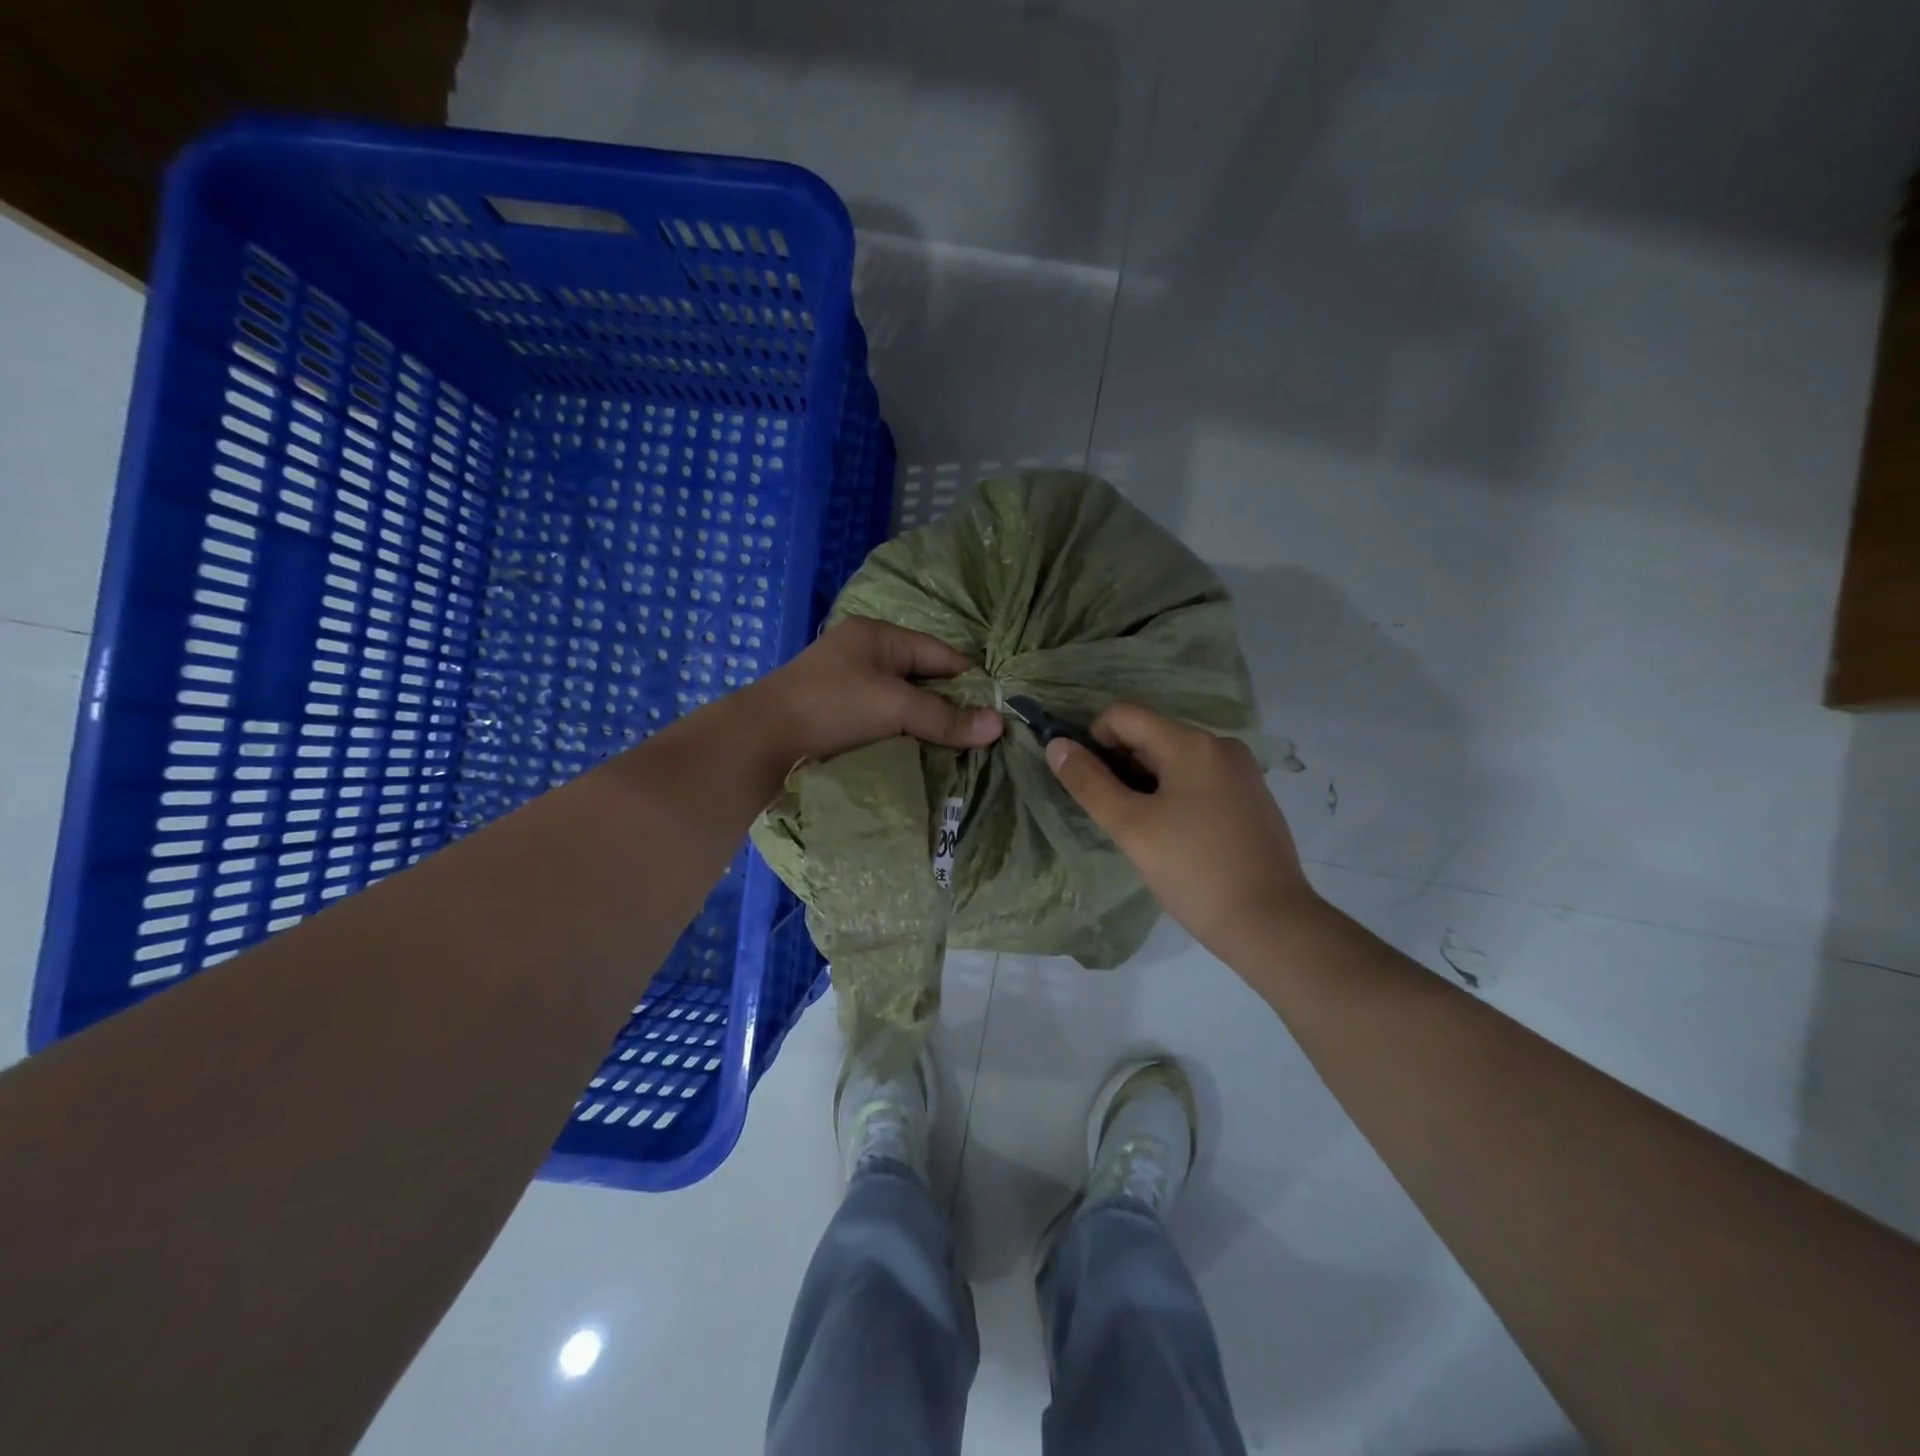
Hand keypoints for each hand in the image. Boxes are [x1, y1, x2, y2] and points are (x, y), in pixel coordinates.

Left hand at [750, 617, 1003, 762]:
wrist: (758, 742)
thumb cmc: (831, 708)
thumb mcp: (894, 707)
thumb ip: (945, 717)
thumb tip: (999, 725)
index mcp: (878, 636)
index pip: (940, 654)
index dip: (970, 680)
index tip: (998, 711)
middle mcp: (863, 653)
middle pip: (922, 678)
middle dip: (949, 706)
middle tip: (981, 736)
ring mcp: (846, 684)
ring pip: (902, 703)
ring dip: (925, 725)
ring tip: (957, 750)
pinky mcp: (835, 714)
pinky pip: (883, 721)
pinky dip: (902, 735)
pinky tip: (919, 754)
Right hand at [1046, 703, 1317, 954]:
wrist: (1271, 924)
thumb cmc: (1194, 871)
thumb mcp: (1131, 827)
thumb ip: (1089, 782)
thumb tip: (1057, 745)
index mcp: (1192, 744)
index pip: (1123, 715)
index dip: (1094, 741)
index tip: (1091, 786)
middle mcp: (1221, 746)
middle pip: (1150, 736)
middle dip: (1121, 767)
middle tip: (1116, 816)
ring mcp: (1241, 772)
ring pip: (1173, 760)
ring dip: (1146, 785)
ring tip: (1146, 832)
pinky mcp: (1251, 799)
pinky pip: (1198, 780)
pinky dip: (1174, 796)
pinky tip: (1176, 839)